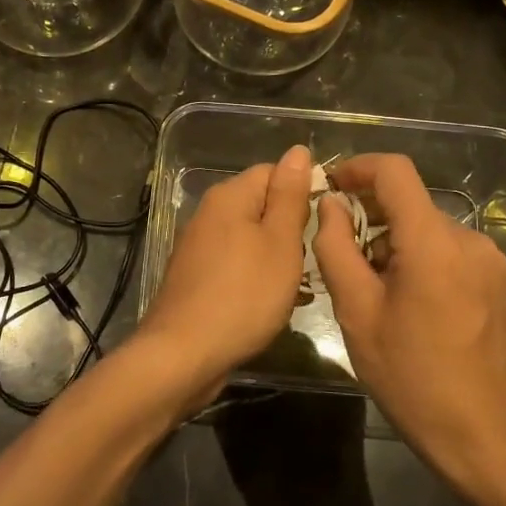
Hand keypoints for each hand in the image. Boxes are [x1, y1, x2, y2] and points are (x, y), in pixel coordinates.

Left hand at [135, 144, 311, 403]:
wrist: (184, 354)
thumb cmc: (243, 295)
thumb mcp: (280, 242)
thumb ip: (290, 196)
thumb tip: (297, 150)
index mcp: (229, 196)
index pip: (273, 171)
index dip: (302, 191)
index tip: (322, 224)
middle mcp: (209, 213)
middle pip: (261, 205)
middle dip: (290, 229)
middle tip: (310, 259)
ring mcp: (198, 246)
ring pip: (250, 238)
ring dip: (275, 257)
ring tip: (295, 286)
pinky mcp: (195, 276)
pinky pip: (235, 264)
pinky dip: (255, 278)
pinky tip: (268, 303)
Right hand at [313, 153, 505, 486]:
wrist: (480, 432)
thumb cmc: (409, 374)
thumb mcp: (356, 311)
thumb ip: (336, 248)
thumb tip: (331, 206)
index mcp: (433, 242)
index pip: (395, 171)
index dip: (359, 168)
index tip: (332, 186)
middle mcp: (470, 239)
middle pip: (411, 205)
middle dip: (373, 219)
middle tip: (346, 259)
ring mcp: (491, 259)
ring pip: (429, 230)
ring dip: (398, 245)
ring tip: (379, 292)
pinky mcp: (501, 280)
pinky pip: (452, 251)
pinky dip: (424, 260)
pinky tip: (414, 304)